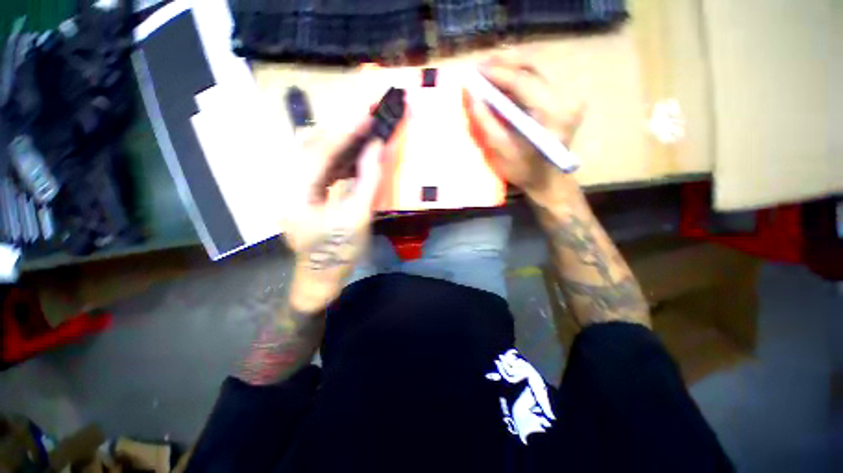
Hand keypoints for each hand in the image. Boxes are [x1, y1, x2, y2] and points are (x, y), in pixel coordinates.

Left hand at [284, 118, 387, 312]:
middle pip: (312, 145)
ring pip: (315, 153)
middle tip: (368, 118)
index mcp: (296, 193)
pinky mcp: (303, 192)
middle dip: (342, 129)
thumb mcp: (358, 219)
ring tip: (364, 135)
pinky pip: (320, 166)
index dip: (345, 130)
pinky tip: (354, 158)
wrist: (320, 277)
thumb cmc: (338, 253)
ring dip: (341, 142)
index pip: (320, 150)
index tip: (368, 113)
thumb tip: (377, 148)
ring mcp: (293, 187)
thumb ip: (368, 181)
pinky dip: (338, 158)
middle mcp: (287, 184)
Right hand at [464, 53, 585, 207]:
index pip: (524, 82)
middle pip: (533, 68)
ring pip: (536, 70)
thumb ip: (486, 122)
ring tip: (487, 70)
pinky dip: (518, 77)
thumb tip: (471, 94)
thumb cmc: (523, 171)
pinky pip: (537, 79)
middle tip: (480, 66)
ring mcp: (567, 97)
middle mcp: (566, 99)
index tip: (475, 70)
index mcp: (552, 115)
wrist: (547, 180)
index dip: (498, 73)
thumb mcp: (500, 151)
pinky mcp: (563, 98)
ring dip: (510, 67)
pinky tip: (502, 79)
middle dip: (504, 64)